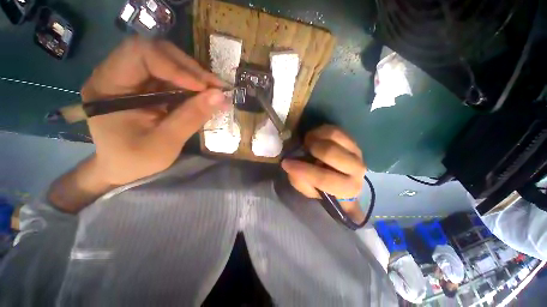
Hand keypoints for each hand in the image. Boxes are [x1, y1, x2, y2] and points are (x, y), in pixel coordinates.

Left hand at [81, 36, 229, 185]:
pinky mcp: (145, 86)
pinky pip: (172, 76)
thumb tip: (220, 96)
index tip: (204, 87)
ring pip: (167, 61)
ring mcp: (132, 79)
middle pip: (156, 51)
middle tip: (215, 87)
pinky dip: (192, 84)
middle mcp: (116, 74)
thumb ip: (191, 117)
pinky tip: (206, 94)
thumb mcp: (166, 143)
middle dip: (189, 68)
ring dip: (195, 75)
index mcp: (107, 86)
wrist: (123, 168)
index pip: (140, 54)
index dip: (175, 66)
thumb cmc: (136, 160)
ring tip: (215, 91)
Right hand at [281, 125, 366, 221]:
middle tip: (304, 150)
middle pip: (330, 152)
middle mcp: (357, 170)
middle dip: (312, 149)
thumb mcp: (308, 189)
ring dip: (315, 138)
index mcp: (346, 189)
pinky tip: (315, 138)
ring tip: (309, 144)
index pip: (324, 178)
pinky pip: (333, 128)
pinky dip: (319, 131)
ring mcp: (356, 151)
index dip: (302, 170)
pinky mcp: (352, 139)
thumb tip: (291, 164)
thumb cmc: (323, 186)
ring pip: (332, 136)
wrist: (340, 176)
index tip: (286, 163)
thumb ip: (299, 180)